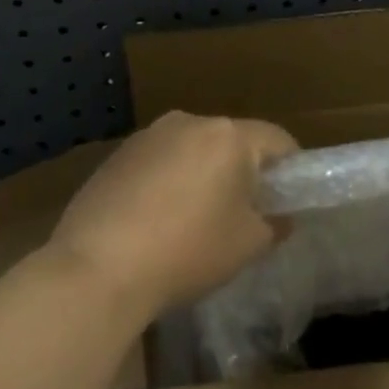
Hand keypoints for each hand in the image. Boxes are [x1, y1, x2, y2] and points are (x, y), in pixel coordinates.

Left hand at [47, 111, 297, 320]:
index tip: (288, 200)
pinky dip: (168, 182)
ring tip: (195, 221)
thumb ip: (273, 225)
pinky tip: (156, 222)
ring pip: (193, 149)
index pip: (276, 139)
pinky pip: (160, 161)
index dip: (290, 169)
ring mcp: (149, 135)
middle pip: (231, 141)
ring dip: (202, 175)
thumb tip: (280, 217)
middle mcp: (190, 121)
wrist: (98, 266)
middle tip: (244, 215)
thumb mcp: (246, 245)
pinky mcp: (118, 154)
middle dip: (243, 172)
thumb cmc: (187, 251)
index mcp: (228, 135)